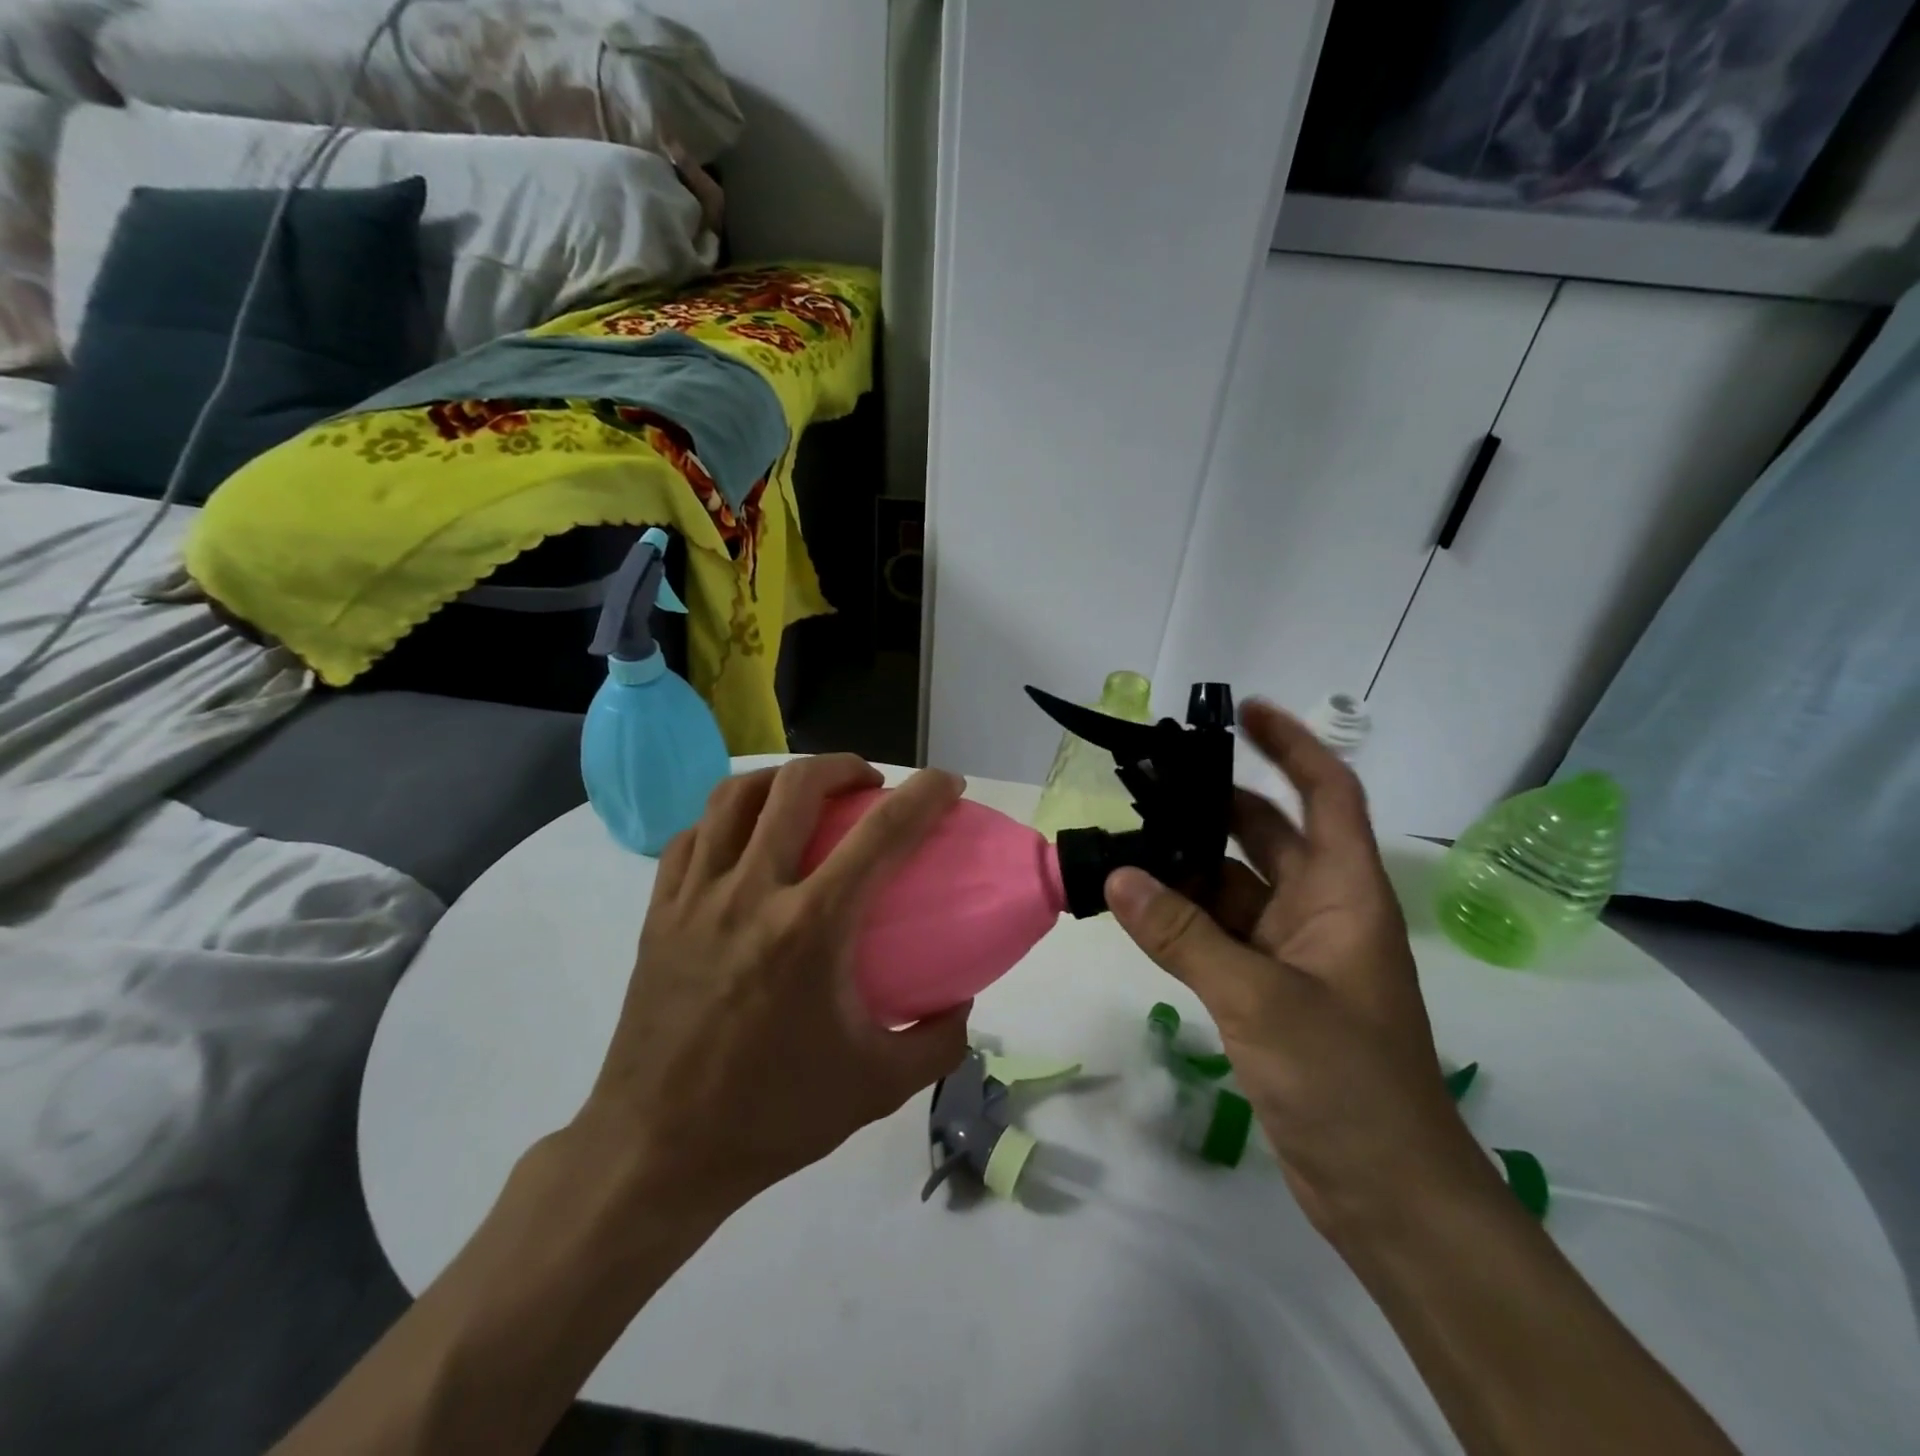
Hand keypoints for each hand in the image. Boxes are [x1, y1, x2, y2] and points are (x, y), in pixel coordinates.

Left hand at [574, 755, 971, 1214]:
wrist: (656, 1152)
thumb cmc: (772, 1117)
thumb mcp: (878, 1088)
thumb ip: (938, 1042)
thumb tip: (962, 1001)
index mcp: (810, 928)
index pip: (881, 834)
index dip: (924, 795)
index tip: (947, 783)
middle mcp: (750, 893)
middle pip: (797, 787)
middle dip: (844, 766)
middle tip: (869, 784)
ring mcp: (695, 898)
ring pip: (734, 797)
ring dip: (782, 779)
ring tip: (806, 794)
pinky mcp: (658, 914)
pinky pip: (691, 836)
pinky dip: (726, 818)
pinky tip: (743, 838)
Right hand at [1105, 700, 1486, 1241]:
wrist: (1386, 1193)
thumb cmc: (1346, 1083)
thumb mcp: (1260, 1000)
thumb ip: (1184, 936)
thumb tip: (1118, 877)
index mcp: (1343, 895)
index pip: (1327, 796)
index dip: (1293, 746)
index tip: (1244, 711)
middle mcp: (1319, 911)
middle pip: (1266, 835)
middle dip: (1213, 804)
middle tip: (1149, 779)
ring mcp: (1291, 952)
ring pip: (1232, 887)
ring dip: (1186, 867)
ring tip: (1124, 839)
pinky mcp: (1266, 989)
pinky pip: (1216, 934)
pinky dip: (1180, 918)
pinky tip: (1135, 906)